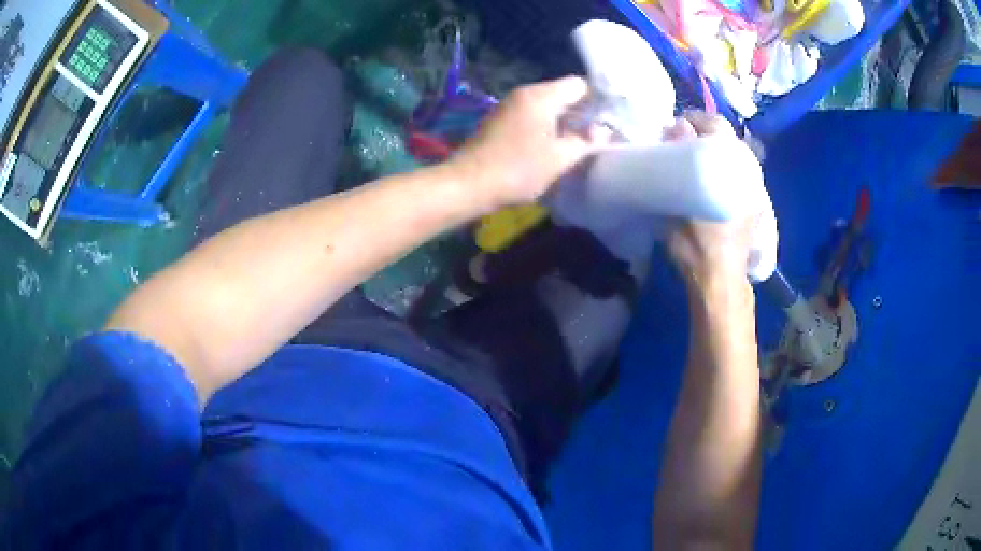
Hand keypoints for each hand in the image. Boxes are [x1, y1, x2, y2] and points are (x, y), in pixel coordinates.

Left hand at [449, 76, 605, 211]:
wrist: (468, 184)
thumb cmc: (518, 169)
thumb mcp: (560, 158)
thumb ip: (586, 141)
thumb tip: (604, 131)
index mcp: (541, 96)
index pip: (579, 84)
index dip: (597, 101)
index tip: (607, 122)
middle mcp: (525, 93)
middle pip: (562, 93)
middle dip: (581, 112)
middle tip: (596, 136)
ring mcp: (509, 105)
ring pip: (547, 105)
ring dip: (563, 121)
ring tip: (576, 144)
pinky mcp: (500, 119)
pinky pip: (531, 115)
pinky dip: (545, 126)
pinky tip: (551, 146)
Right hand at [664, 113, 759, 288]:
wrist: (720, 281)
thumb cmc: (698, 243)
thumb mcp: (680, 200)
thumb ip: (678, 160)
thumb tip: (677, 127)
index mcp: (734, 167)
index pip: (717, 125)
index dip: (695, 119)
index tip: (675, 126)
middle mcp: (750, 172)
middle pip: (728, 139)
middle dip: (704, 136)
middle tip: (681, 145)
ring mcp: (756, 190)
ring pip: (734, 157)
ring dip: (715, 154)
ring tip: (694, 163)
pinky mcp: (755, 206)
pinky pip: (739, 175)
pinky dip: (724, 171)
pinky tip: (710, 183)